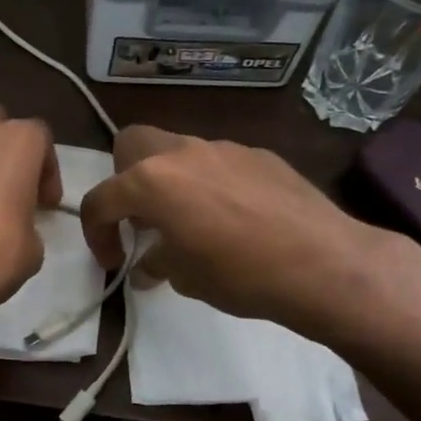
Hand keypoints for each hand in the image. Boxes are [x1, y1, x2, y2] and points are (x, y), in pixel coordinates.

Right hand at [80, 125, 389, 329]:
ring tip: (191, 221)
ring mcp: (224, 148)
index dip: (97, 233)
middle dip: (124, 178)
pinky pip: (219, 162)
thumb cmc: (240, 274)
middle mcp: (182, 153)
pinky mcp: (259, 154)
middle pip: (132, 144)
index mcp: (152, 182)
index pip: (102, 199)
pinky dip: (211, 183)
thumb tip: (147, 266)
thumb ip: (156, 263)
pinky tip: (234, 218)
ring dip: (171, 181)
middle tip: (142, 219)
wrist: (323, 263)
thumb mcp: (185, 277)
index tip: (114, 261)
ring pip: (178, 150)